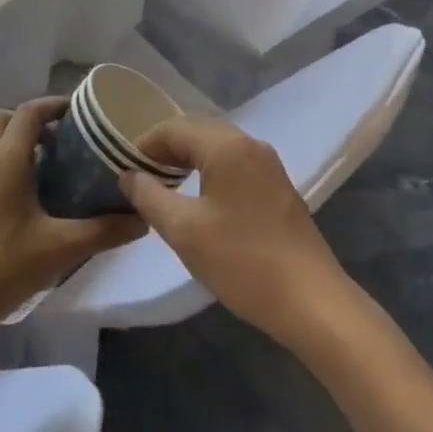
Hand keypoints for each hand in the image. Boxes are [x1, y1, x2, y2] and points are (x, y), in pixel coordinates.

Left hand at [0, 96, 145, 336]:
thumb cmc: (1, 268)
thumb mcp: (61, 249)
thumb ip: (105, 231)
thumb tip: (143, 217)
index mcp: (5, 160)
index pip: (30, 112)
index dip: (56, 105)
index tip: (82, 114)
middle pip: (5, 119)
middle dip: (34, 121)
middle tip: (64, 141)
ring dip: (17, 143)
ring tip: (50, 168)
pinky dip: (4, 164)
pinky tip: (25, 199)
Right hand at [120, 117, 350, 349]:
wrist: (311, 302)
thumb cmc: (242, 261)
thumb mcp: (183, 230)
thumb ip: (149, 196)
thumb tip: (128, 175)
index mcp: (227, 146)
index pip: (174, 128)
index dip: (143, 144)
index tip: (121, 168)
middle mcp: (251, 145)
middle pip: (197, 132)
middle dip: (164, 151)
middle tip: (137, 178)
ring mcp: (269, 166)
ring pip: (217, 149)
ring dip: (186, 162)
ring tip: (161, 189)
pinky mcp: (279, 189)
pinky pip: (234, 166)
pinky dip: (209, 173)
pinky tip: (198, 202)